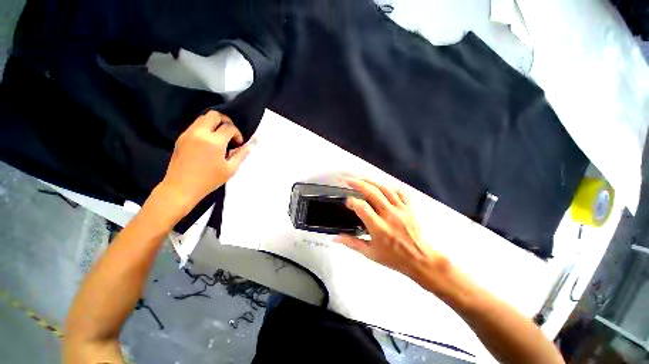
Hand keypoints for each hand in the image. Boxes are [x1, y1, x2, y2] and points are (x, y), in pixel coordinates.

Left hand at [157, 111, 250, 214]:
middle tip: (230, 133)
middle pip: (214, 115)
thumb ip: (241, 155)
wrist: (181, 187)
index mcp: (214, 142)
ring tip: (220, 138)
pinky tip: (209, 143)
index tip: (238, 144)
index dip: (237, 134)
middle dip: (226, 121)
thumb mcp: (230, 169)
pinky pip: (195, 126)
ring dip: (214, 124)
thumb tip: (247, 147)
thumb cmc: (208, 180)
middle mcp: (200, 133)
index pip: (229, 127)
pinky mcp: (181, 138)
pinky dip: (205, 129)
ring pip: (203, 118)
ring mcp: (188, 134)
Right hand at [335, 178, 447, 279]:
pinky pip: (399, 192)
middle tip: (347, 179)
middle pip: (373, 192)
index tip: (346, 201)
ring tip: (360, 179)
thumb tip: (335, 238)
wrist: (420, 260)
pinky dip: (389, 187)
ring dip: (370, 181)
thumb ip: (351, 243)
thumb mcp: (370, 253)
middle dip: (358, 183)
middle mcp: (390, 215)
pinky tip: (381, 186)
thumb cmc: (393, 258)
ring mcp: (401, 210)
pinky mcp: (409, 208)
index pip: (362, 208)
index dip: (352, 202)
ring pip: (385, 188)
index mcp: (379, 228)